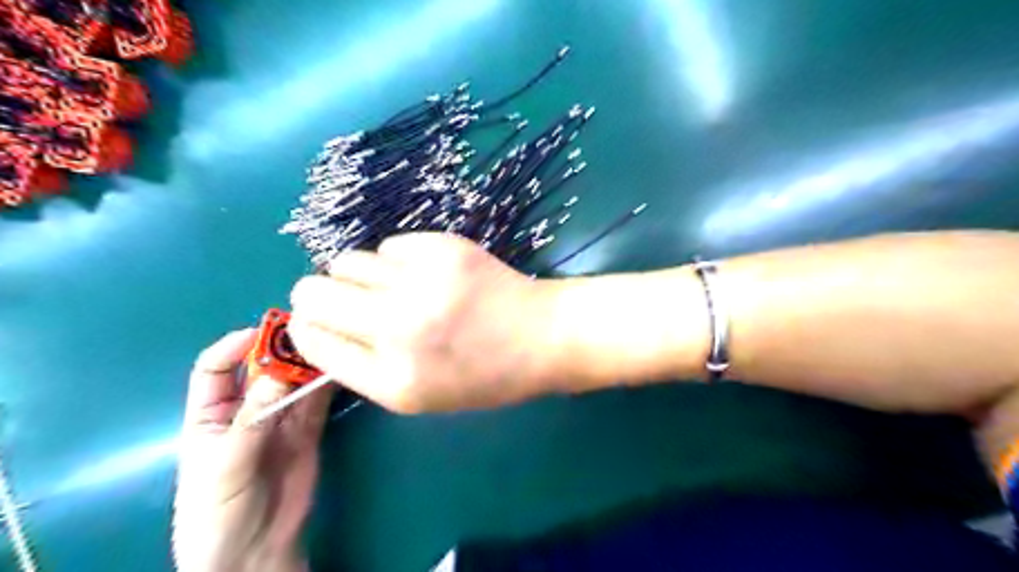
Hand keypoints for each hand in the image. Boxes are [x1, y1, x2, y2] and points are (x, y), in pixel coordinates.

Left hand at [172, 330, 332, 571]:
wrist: (254, 552)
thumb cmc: (218, 512)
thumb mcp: (224, 466)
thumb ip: (251, 421)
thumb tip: (279, 375)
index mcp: (210, 415)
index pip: (215, 368)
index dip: (234, 345)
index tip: (262, 332)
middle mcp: (247, 410)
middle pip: (262, 369)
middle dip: (281, 350)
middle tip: (307, 334)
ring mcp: (280, 420)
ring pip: (295, 382)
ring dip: (309, 365)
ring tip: (329, 347)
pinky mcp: (308, 431)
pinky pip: (318, 402)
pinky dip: (328, 385)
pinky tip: (339, 370)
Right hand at [286, 232, 560, 415]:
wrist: (542, 335)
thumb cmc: (485, 375)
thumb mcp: (422, 394)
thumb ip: (365, 367)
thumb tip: (318, 327)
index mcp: (393, 379)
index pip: (312, 339)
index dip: (308, 327)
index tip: (319, 322)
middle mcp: (399, 327)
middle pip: (313, 291)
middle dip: (318, 295)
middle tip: (346, 300)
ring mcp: (422, 281)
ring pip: (346, 261)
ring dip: (358, 275)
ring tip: (390, 286)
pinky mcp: (443, 248)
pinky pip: (390, 245)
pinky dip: (397, 260)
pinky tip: (424, 273)